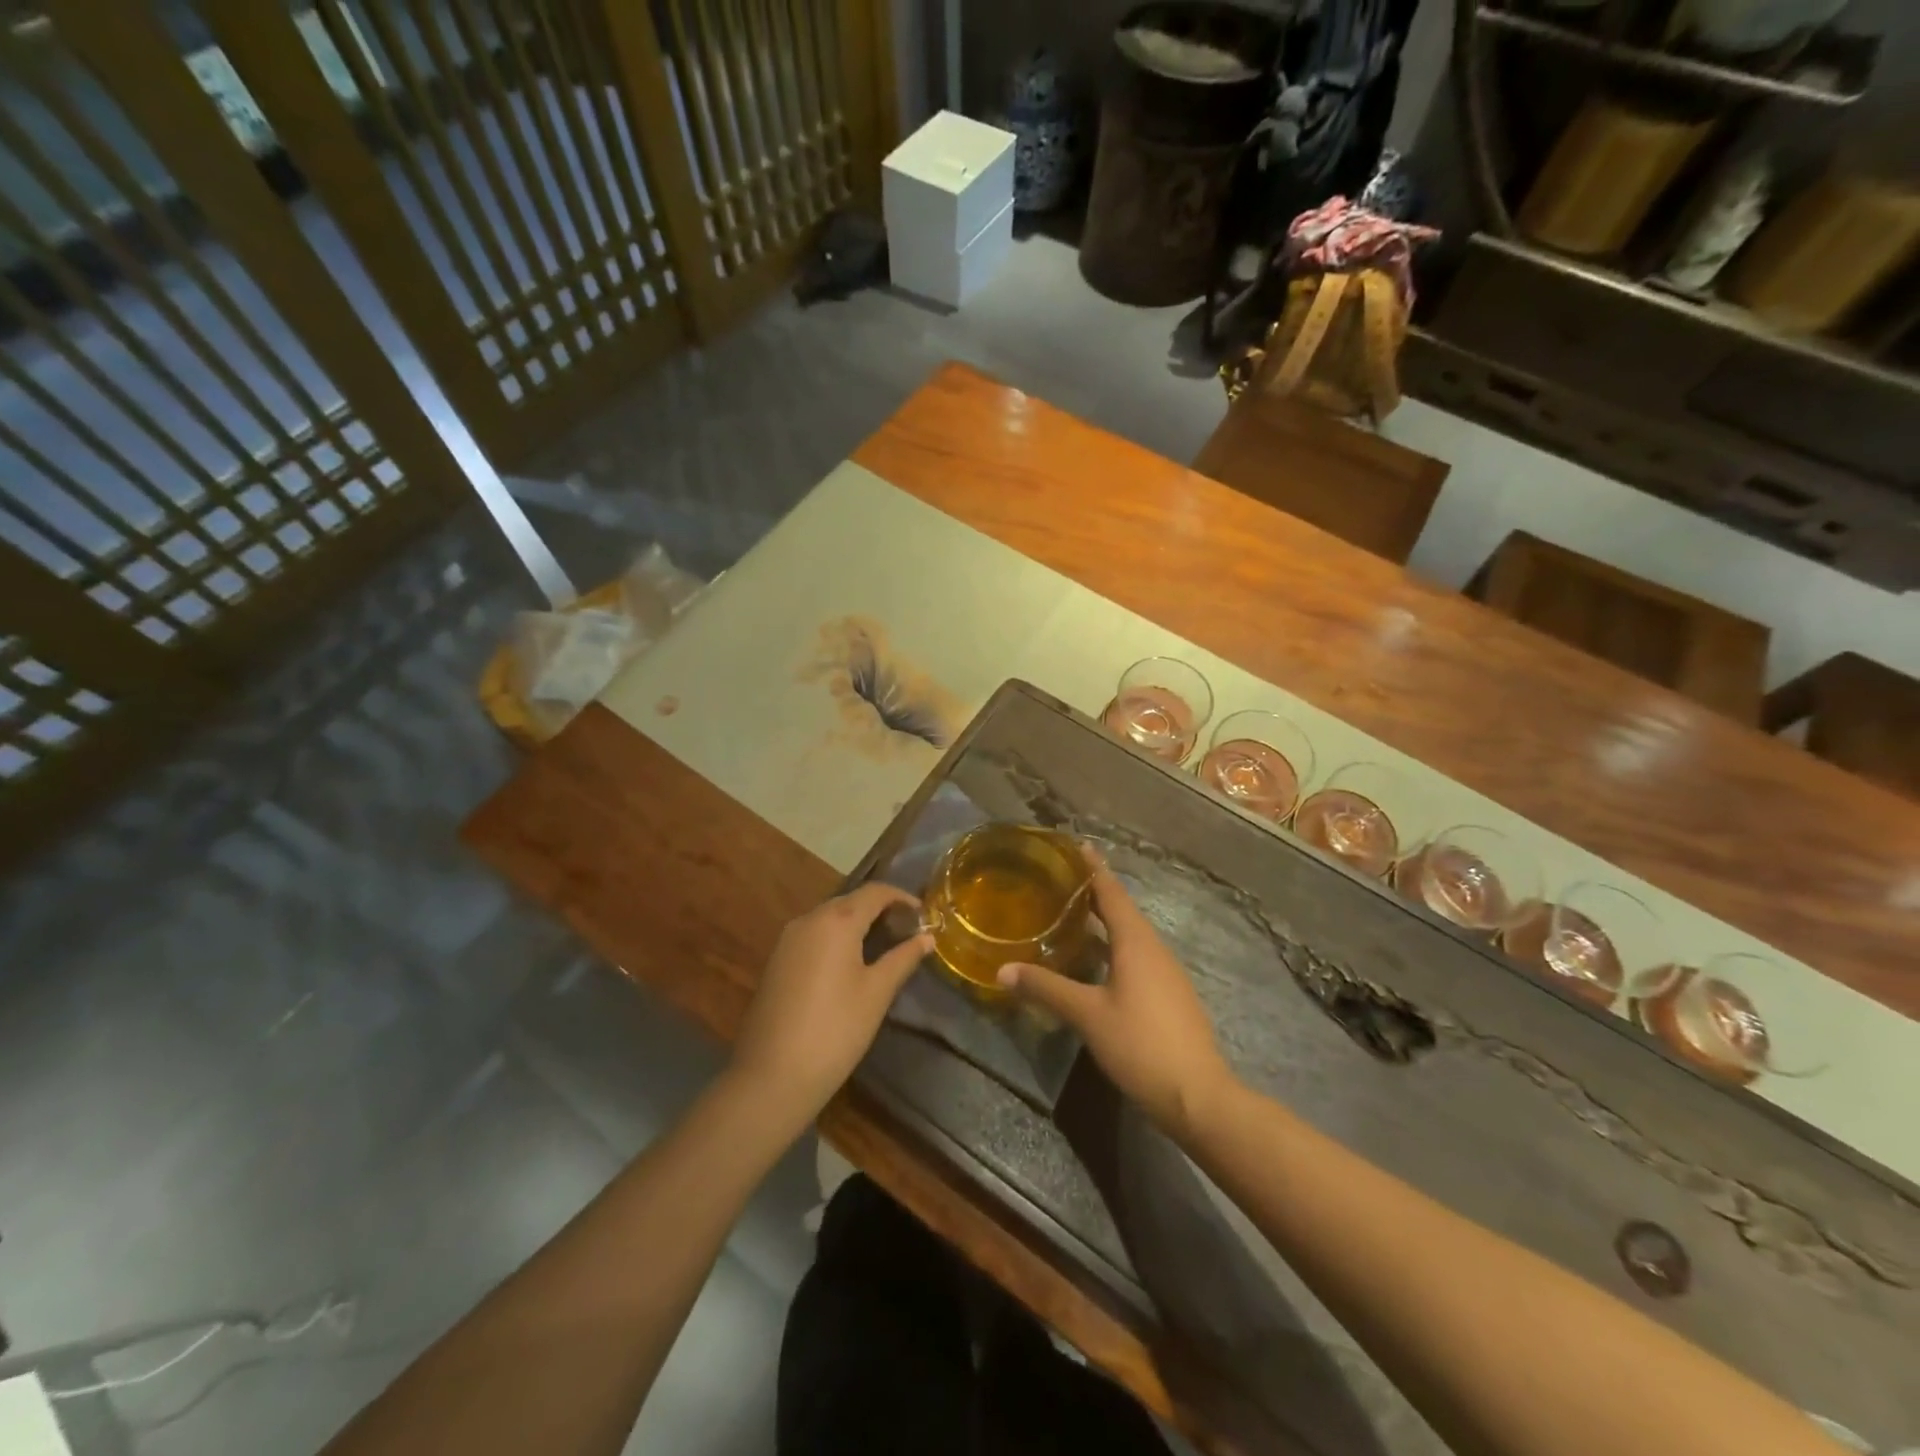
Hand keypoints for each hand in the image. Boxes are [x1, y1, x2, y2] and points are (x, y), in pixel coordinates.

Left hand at [729, 883, 931, 1124]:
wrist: (771, 1075)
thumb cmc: (835, 1030)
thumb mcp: (877, 993)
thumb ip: (903, 958)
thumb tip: (927, 937)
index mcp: (836, 920)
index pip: (874, 892)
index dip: (901, 897)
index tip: (923, 914)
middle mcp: (808, 920)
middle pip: (850, 901)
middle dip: (880, 910)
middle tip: (907, 930)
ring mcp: (787, 939)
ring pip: (829, 918)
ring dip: (857, 923)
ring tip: (883, 945)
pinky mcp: (776, 961)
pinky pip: (813, 935)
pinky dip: (836, 938)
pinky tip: (850, 963)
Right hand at [998, 850, 1233, 1138]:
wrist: (1198, 1095)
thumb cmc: (1140, 1044)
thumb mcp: (1087, 1015)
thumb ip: (1045, 988)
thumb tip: (1002, 970)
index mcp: (1136, 942)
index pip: (1111, 892)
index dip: (1093, 868)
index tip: (1078, 845)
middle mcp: (1154, 948)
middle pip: (1122, 910)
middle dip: (1094, 893)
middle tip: (1061, 880)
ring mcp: (1166, 972)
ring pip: (1130, 935)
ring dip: (1104, 922)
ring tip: (1071, 917)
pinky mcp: (1170, 994)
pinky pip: (1137, 956)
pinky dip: (1113, 947)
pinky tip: (1096, 963)